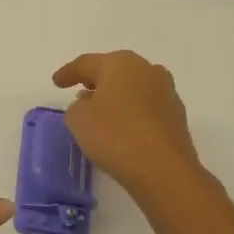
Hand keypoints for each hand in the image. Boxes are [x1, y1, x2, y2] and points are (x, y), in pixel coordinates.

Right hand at [52, 51, 203, 194]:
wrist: (163, 170)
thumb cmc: (115, 136)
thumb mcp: (78, 119)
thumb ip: (77, 107)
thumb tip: (89, 105)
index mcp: (121, 63)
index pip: (86, 63)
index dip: (68, 73)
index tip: (56, 82)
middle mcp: (147, 70)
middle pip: (114, 71)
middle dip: (96, 81)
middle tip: (80, 92)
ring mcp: (167, 92)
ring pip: (133, 88)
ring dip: (116, 96)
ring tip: (101, 111)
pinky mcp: (177, 116)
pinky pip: (146, 107)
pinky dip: (132, 113)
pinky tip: (122, 127)